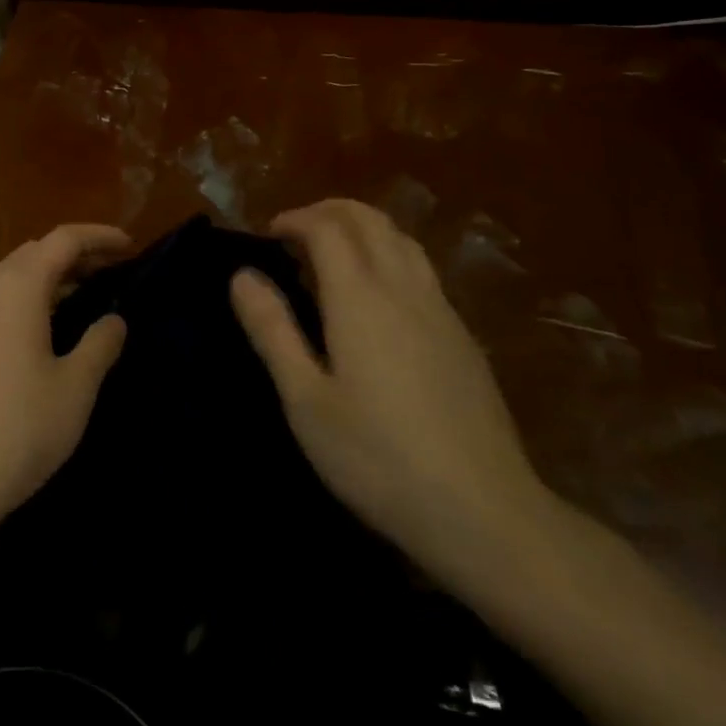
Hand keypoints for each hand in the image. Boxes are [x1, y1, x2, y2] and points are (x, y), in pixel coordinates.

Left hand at [0, 224, 131, 534]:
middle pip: (33, 253)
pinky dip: (24, 300)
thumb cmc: (17, 429)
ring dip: (47, 278)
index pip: (62, 239)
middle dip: (74, 254)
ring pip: (11, 278)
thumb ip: (100, 344)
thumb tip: (114, 319)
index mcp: (16, 288)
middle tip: (110, 270)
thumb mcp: (75, 388)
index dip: (98, 236)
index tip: (130, 245)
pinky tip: (40, 330)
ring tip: (82, 296)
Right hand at [230, 199, 550, 573]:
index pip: (328, 227)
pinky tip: (375, 298)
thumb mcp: (305, 400)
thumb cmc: (378, 458)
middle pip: (369, 220)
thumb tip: (242, 276)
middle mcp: (404, 288)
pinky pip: (421, 269)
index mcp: (361, 297)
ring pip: (402, 239)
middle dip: (328, 212)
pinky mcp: (463, 337)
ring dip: (362, 228)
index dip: (295, 219)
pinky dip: (388, 255)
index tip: (267, 235)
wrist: (484, 513)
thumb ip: (272, 330)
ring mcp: (441, 311)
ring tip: (331, 254)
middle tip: (294, 233)